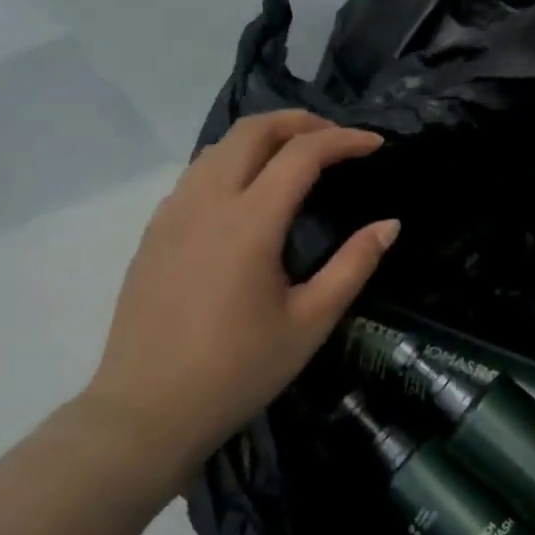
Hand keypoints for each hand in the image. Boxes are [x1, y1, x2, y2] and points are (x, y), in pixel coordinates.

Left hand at [83, 110, 398, 484]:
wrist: (145, 413)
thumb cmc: (238, 371)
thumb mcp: (310, 322)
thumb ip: (354, 265)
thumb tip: (390, 224)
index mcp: (250, 222)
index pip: (302, 153)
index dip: (344, 140)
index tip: (376, 145)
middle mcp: (207, 202)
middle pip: (254, 130)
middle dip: (301, 121)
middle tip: (336, 140)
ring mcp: (173, 213)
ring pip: (220, 146)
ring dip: (264, 137)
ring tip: (297, 157)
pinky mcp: (154, 231)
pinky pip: (197, 172)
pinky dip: (233, 160)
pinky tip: (250, 192)